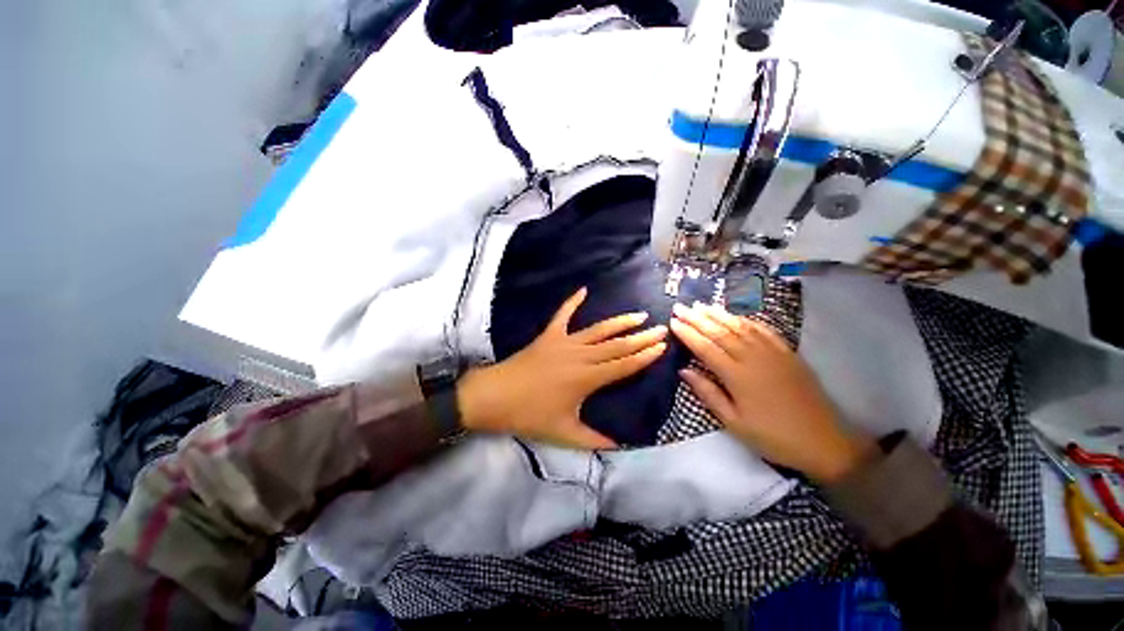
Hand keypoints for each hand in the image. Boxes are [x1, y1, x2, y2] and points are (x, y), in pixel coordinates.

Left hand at [457, 288, 667, 449]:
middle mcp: (580, 356)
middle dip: (641, 337)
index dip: (644, 356)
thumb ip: (594, 440)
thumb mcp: (564, 433)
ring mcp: (563, 342)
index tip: (662, 346)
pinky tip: (583, 290)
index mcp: (587, 378)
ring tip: (638, 315)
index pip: (623, 365)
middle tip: (661, 328)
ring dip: (619, 322)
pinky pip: (562, 315)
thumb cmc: (529, 415)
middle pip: (617, 345)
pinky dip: (572, 302)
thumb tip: (620, 445)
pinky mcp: (548, 336)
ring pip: (598, 330)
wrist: (494, 396)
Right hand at [669, 302, 872, 482]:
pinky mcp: (788, 353)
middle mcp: (753, 358)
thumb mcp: (733, 422)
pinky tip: (736, 315)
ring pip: (740, 327)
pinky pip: (764, 330)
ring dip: (719, 314)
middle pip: (720, 332)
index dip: (687, 333)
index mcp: (737, 376)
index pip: (705, 347)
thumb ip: (708, 393)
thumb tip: (684, 370)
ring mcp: (773, 353)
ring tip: (702, 305)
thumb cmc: (772, 436)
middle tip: (680, 307)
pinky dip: (747, 320)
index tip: (673, 321)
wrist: (824, 441)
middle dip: (697, 318)